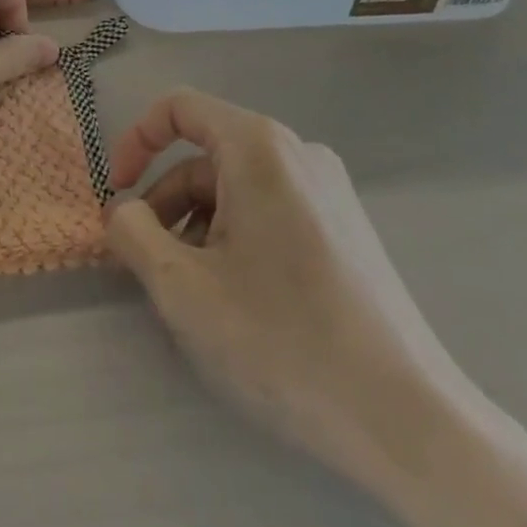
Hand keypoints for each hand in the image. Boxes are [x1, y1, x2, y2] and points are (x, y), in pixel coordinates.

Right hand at [105, 89, 472, 489]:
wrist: (408, 418)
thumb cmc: (283, 339)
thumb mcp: (182, 287)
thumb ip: (133, 233)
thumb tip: (123, 210)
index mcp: (259, 148)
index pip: (179, 108)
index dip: (136, 141)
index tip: (117, 194)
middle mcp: (298, 153)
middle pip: (207, 154)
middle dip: (165, 200)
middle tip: (146, 260)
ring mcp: (329, 190)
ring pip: (237, 187)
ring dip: (197, 224)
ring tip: (191, 289)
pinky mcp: (346, 227)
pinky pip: (270, 209)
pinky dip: (235, 236)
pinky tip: (236, 297)